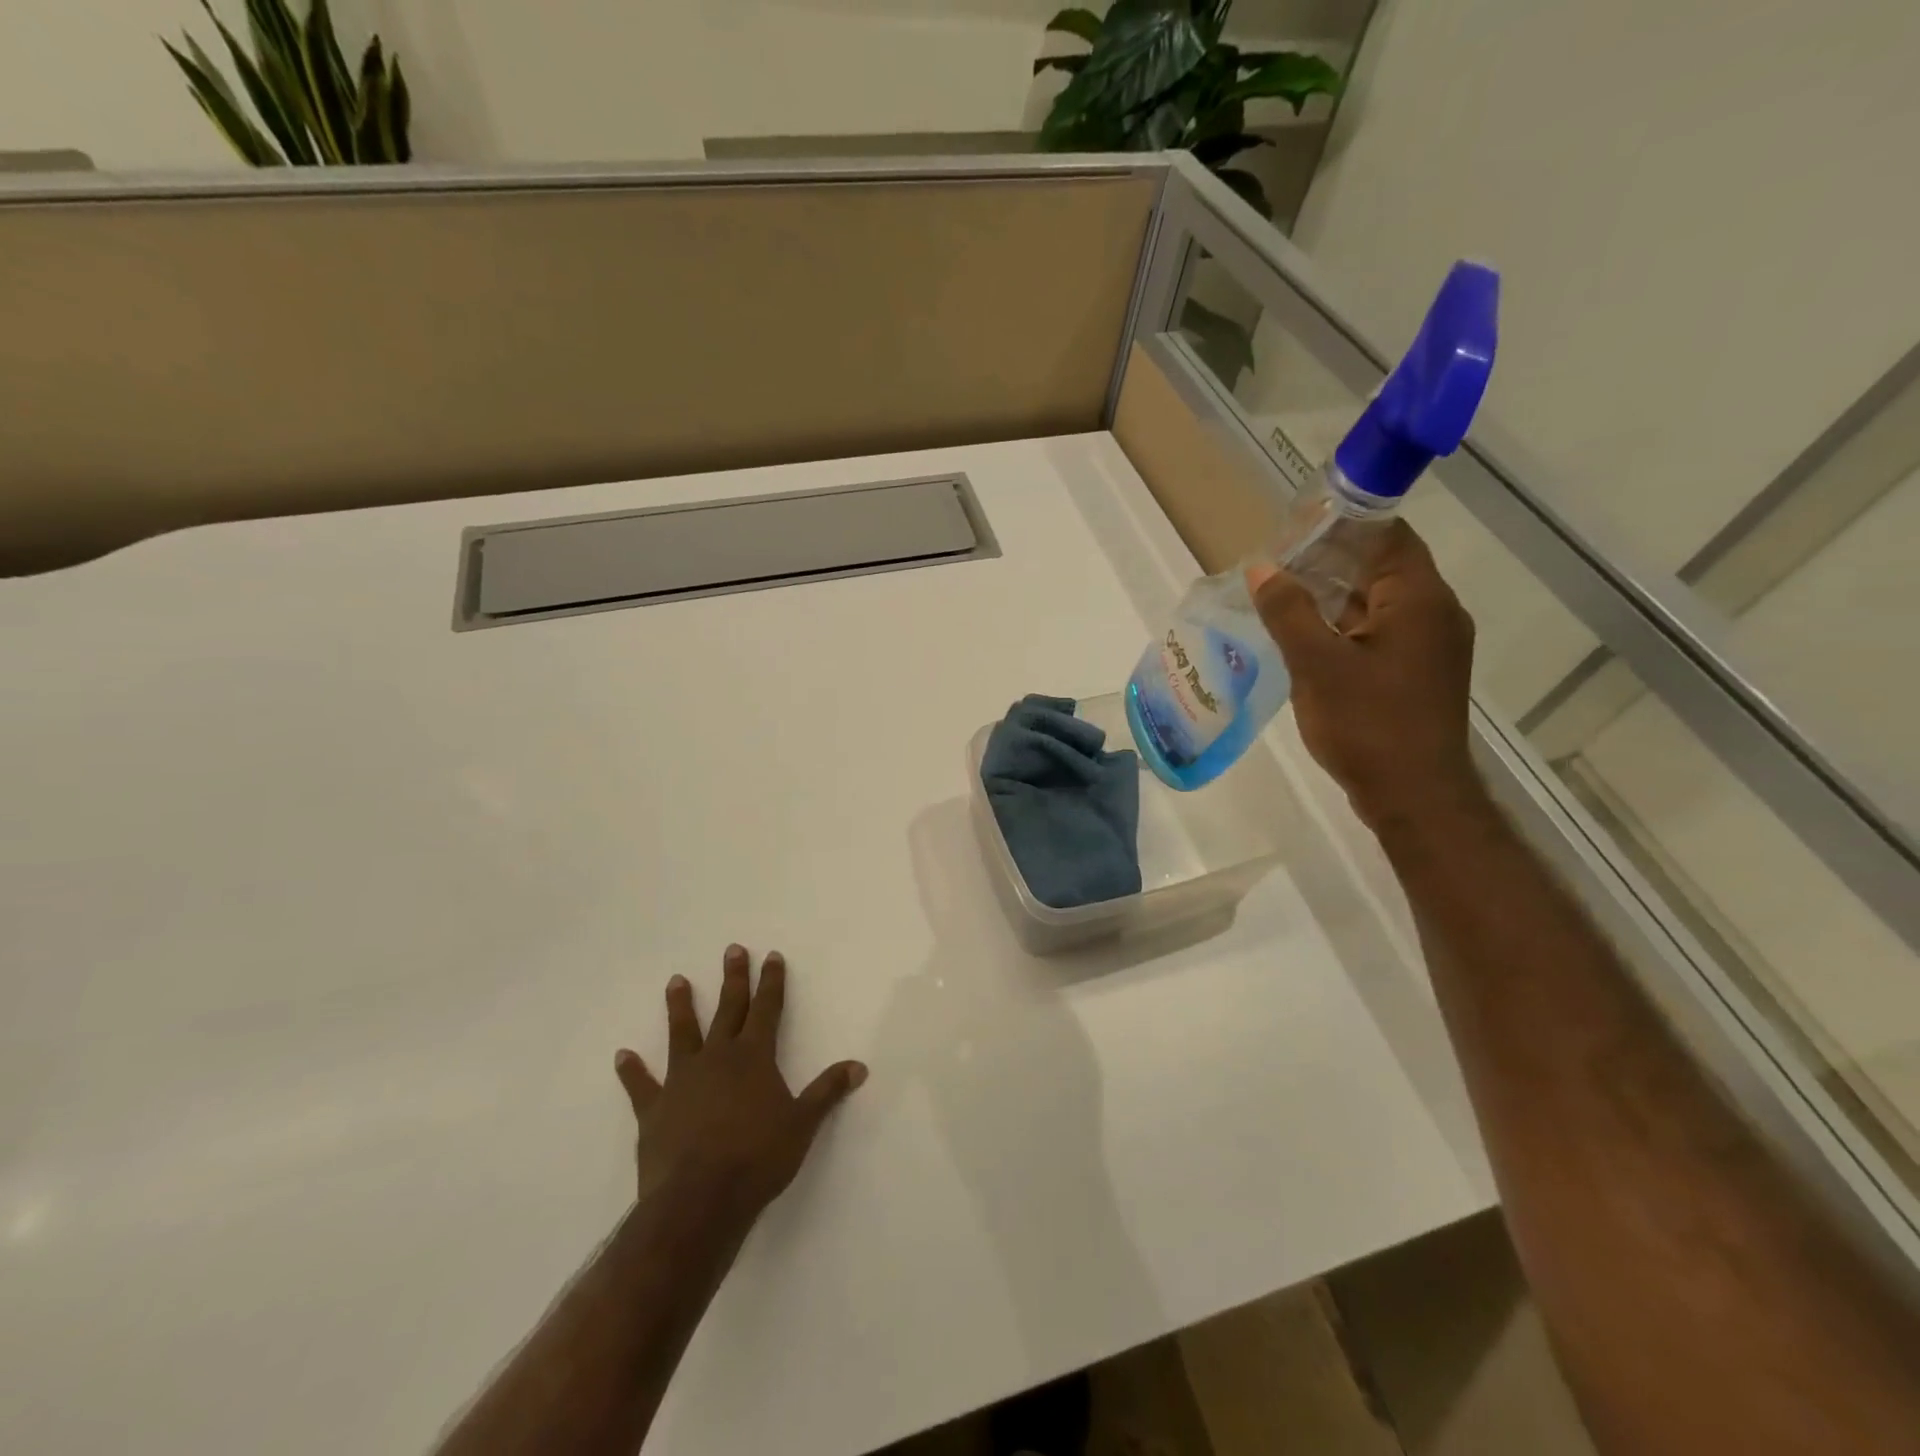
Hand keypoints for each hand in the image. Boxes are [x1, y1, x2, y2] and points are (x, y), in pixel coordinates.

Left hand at [614, 946, 867, 1237]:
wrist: (699, 1200)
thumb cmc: (757, 1158)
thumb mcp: (803, 1124)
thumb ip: (827, 1092)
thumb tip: (859, 1066)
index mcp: (754, 1057)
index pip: (767, 1010)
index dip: (771, 982)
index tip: (771, 956)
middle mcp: (718, 1058)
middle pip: (728, 1010)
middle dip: (733, 980)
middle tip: (732, 950)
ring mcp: (682, 1081)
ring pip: (682, 1034)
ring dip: (681, 1007)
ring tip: (677, 980)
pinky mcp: (654, 1110)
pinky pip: (641, 1085)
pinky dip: (632, 1070)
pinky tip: (622, 1055)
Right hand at [1250, 521, 1485, 832]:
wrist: (1414, 795)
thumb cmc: (1367, 724)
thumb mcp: (1316, 664)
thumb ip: (1288, 611)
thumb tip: (1262, 568)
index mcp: (1419, 600)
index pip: (1388, 535)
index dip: (1342, 525)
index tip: (1294, 529)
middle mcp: (1435, 614)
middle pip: (1382, 568)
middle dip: (1329, 562)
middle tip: (1276, 565)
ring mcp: (1429, 648)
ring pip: (1378, 604)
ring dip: (1333, 597)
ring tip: (1281, 598)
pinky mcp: (1417, 675)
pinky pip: (1379, 634)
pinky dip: (1344, 627)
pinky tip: (1305, 639)